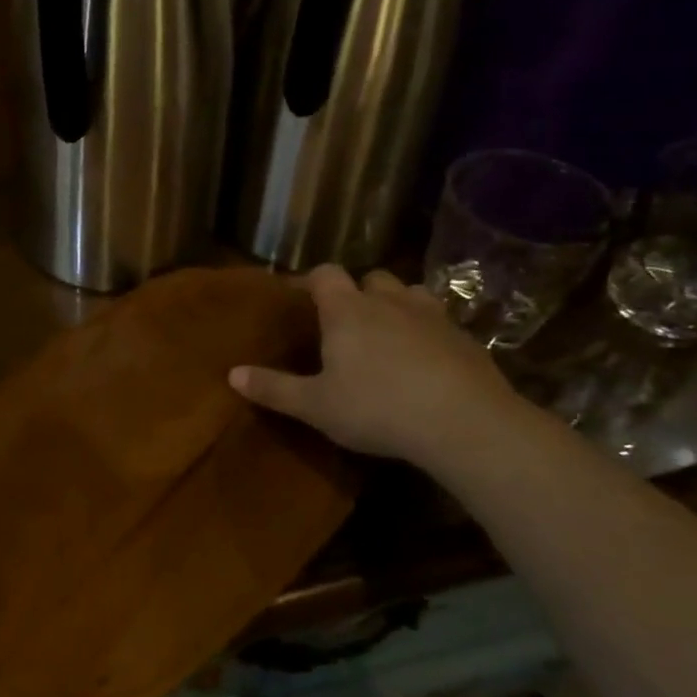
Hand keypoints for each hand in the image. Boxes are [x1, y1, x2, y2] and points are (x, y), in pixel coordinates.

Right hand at [230, 265, 520, 469]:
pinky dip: (426, 332)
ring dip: (395, 306)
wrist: (463, 422)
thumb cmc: (377, 408)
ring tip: (387, 335)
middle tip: (345, 323)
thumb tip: (232, 374)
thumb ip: (274, 389)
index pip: (324, 274)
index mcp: (347, 310)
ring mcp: (432, 315)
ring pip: (409, 294)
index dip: (309, 281)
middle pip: (370, 278)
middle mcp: (389, 301)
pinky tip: (424, 362)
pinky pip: (439, 322)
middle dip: (356, 293)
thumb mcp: (316, 406)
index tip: (298, 299)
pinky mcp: (464, 337)